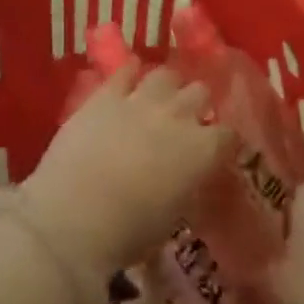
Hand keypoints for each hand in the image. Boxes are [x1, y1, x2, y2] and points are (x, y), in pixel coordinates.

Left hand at [23, 62, 235, 282]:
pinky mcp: (106, 95)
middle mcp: (178, 116)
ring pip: (166, 75)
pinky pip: (125, 71)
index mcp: (202, 151)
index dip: (223, 142)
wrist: (75, 215)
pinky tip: (129, 77)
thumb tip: (184, 179)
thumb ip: (185, 187)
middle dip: (197, 104)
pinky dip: (130, 73)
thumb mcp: (172, 217)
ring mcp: (141, 100)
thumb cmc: (129, 232)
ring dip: (167, 86)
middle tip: (186, 121)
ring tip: (159, 98)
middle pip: (200, 92)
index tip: (216, 150)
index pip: (228, 135)